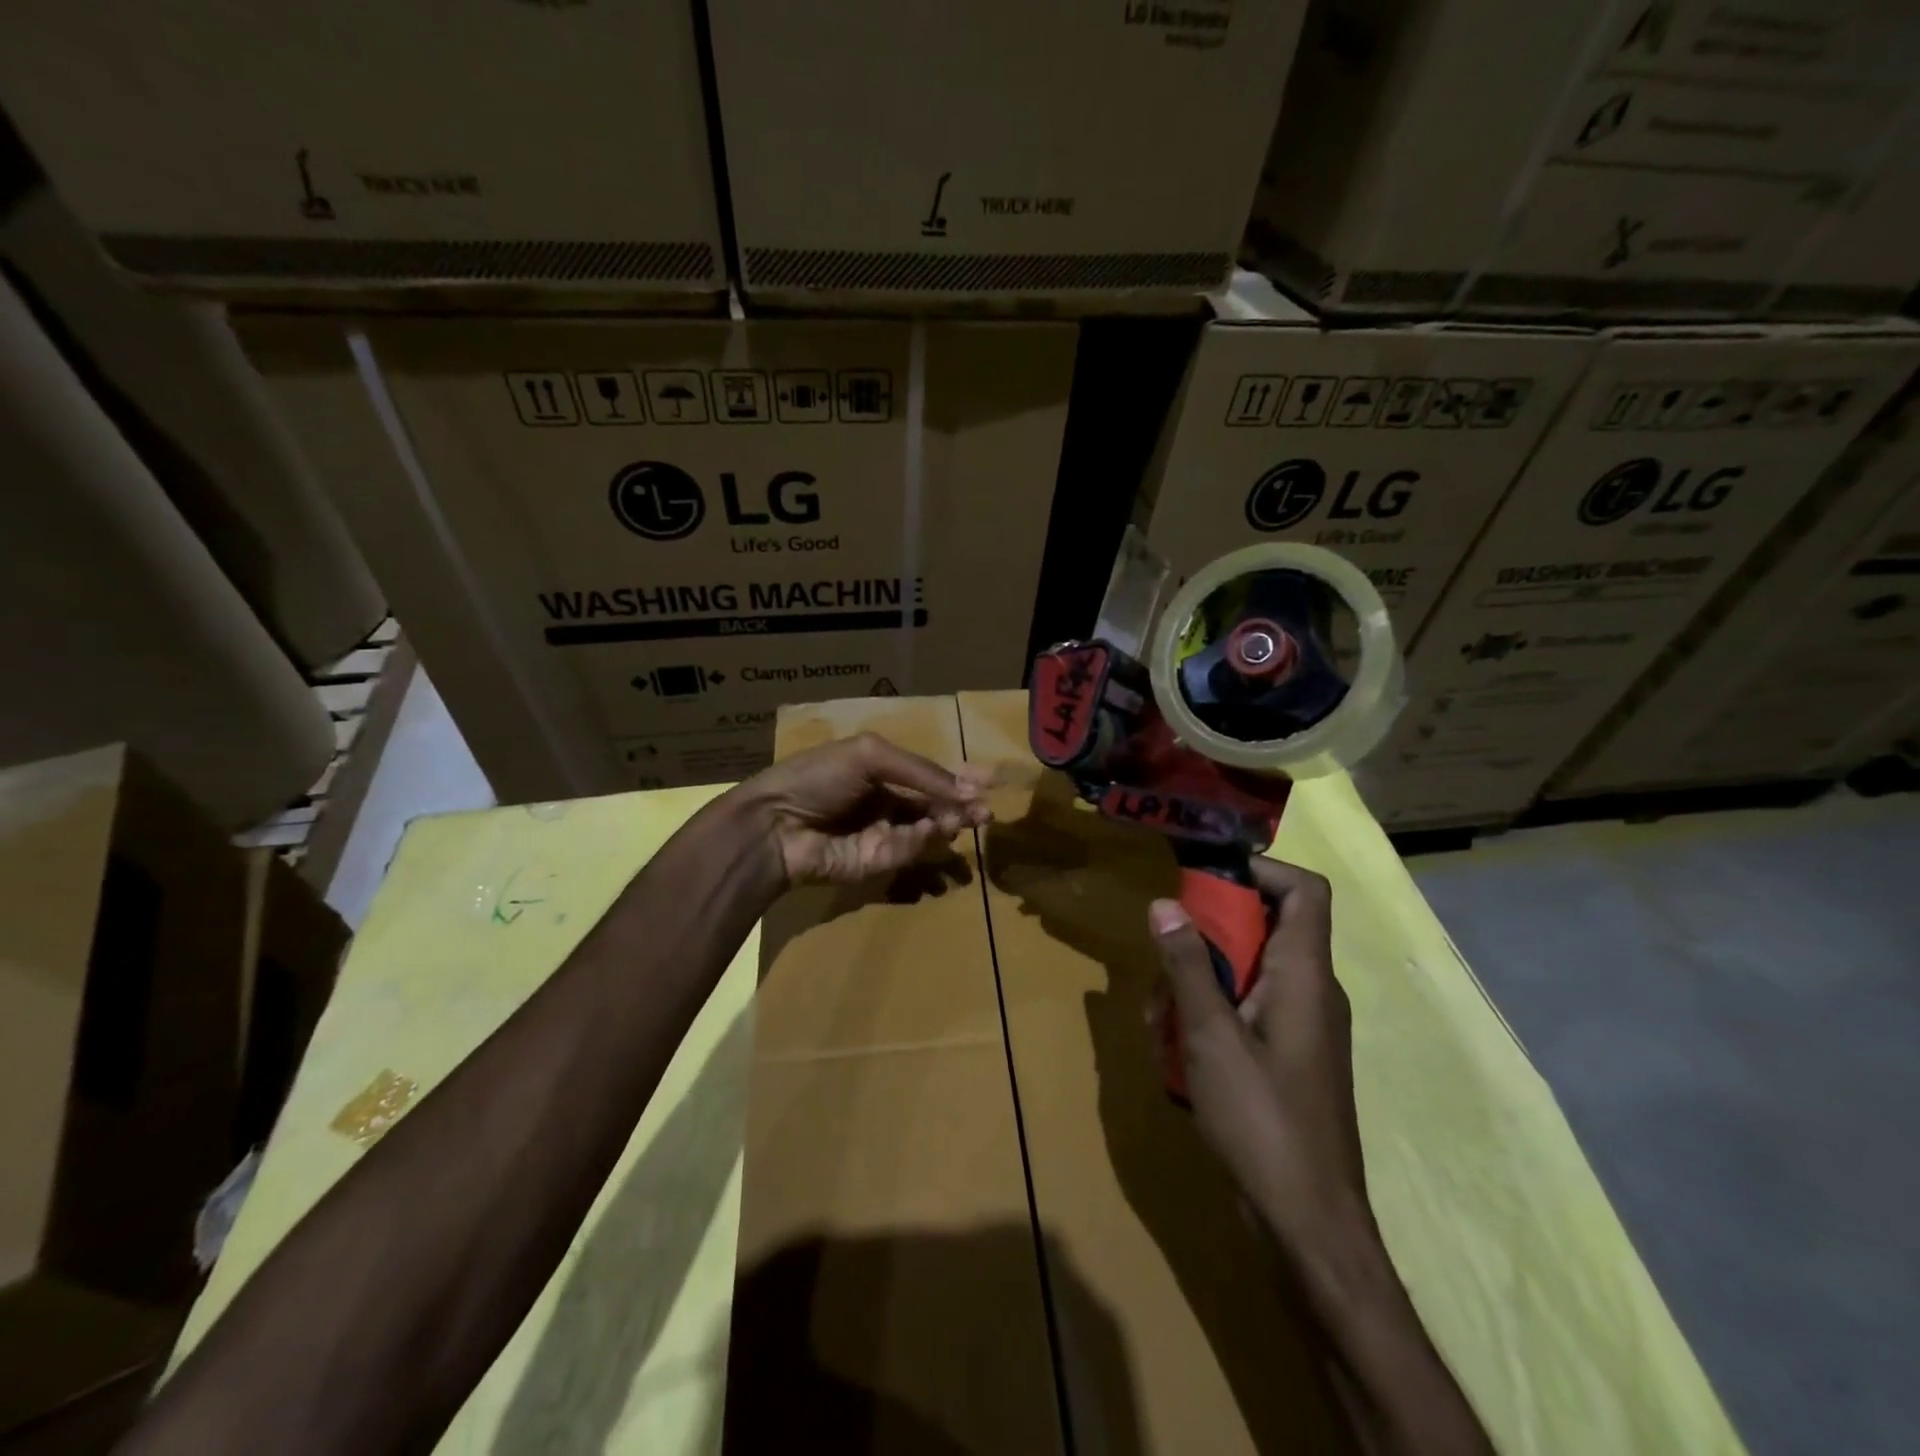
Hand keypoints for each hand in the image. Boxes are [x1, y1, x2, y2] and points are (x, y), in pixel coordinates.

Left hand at [738, 732, 991, 886]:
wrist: (775, 825)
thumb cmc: (817, 778)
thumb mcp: (869, 756)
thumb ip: (920, 771)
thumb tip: (968, 788)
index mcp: (879, 770)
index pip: (927, 774)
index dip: (958, 776)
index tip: (990, 779)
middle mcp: (885, 801)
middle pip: (934, 803)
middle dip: (962, 804)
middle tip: (987, 811)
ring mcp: (882, 833)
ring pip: (928, 829)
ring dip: (950, 822)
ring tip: (969, 818)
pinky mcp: (878, 863)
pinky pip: (910, 850)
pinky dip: (924, 840)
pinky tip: (933, 829)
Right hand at [1148, 857, 1368, 1244]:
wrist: (1310, 1222)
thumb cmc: (1262, 1120)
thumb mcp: (1210, 1036)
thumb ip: (1187, 965)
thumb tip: (1164, 903)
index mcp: (1306, 974)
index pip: (1305, 890)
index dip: (1261, 870)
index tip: (1205, 878)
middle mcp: (1312, 990)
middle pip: (1265, 927)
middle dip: (1206, 935)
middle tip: (1162, 958)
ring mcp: (1302, 1025)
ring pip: (1248, 971)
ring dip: (1199, 980)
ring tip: (1158, 1017)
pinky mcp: (1289, 1055)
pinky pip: (1249, 1008)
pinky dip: (1211, 1012)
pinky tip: (1176, 1050)